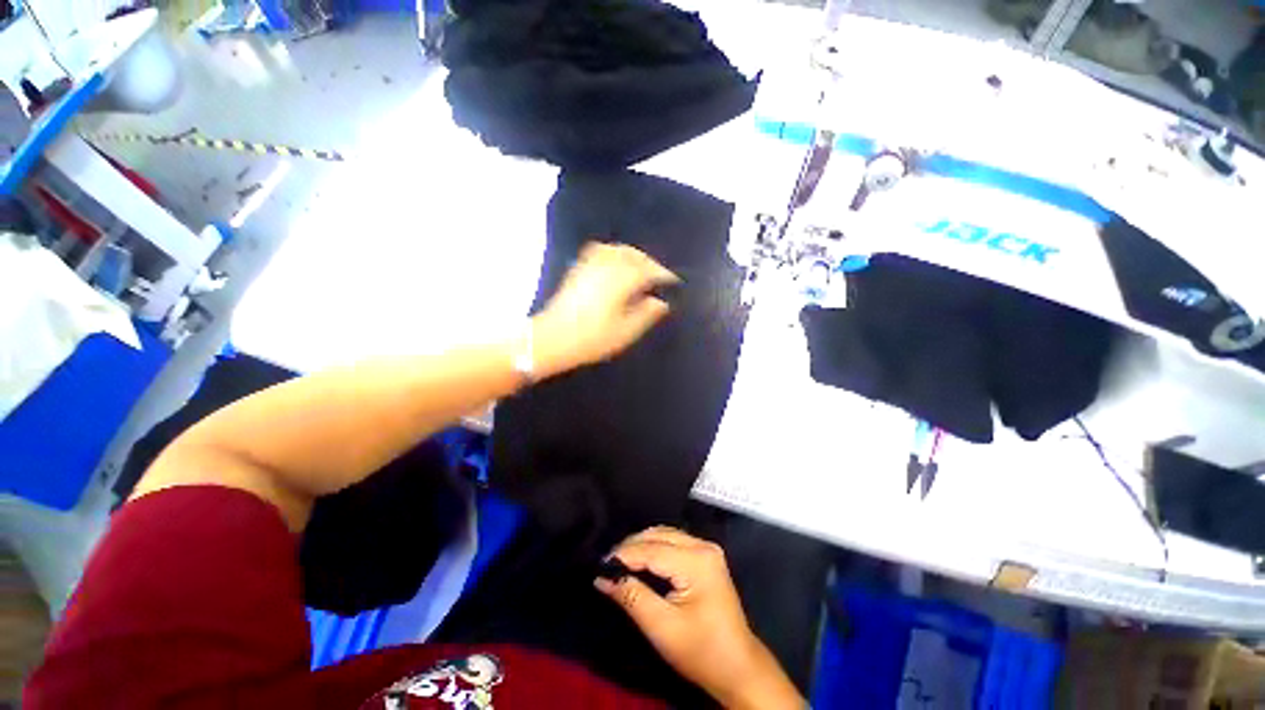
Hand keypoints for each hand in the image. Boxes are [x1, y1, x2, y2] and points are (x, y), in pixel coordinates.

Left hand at [530, 242, 678, 377]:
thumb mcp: (624, 332)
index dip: (662, 274)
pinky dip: (613, 252)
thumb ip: (646, 314)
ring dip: (633, 254)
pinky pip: (599, 250)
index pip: (647, 270)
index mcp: (621, 281)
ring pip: (616, 249)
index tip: (673, 281)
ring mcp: (589, 265)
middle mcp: (606, 266)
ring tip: (641, 267)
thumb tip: (661, 302)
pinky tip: (615, 262)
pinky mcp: (577, 269)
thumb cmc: (591, 339)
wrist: (551, 338)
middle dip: (649, 261)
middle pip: (633, 255)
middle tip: (659, 275)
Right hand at [596, 528, 803, 709]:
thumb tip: (602, 577)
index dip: (623, 555)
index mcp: (697, 561)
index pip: (652, 549)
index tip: (599, 564)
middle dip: (631, 546)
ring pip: (665, 534)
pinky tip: (640, 559)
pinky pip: (674, 541)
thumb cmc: (701, 650)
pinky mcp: (706, 556)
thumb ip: (632, 597)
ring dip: (642, 544)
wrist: (737, 666)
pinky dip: (654, 547)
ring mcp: (707, 549)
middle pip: (659, 535)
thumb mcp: (662, 627)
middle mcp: (703, 546)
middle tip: (607, 563)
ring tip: (619, 561)